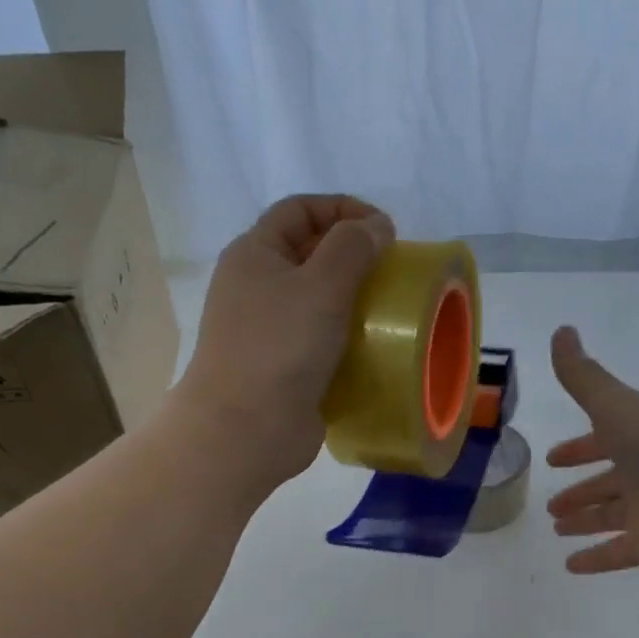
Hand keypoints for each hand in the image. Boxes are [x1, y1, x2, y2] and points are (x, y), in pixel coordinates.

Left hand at [177, 195, 394, 493]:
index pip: (300, 209)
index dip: (343, 208)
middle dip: (352, 254)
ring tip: (390, 309)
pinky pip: (321, 339)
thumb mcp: (321, 285)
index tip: (385, 230)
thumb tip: (377, 226)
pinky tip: (374, 347)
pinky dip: (347, 337)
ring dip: (354, 299)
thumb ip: (353, 247)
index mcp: (255, 254)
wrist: (246, 429)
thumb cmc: (280, 348)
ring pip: (317, 299)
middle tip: (393, 271)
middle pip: (309, 253)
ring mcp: (269, 330)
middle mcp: (257, 286)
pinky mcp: (285, 367)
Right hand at [545, 326, 638, 574]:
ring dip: (585, 521)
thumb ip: (583, 376)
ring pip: (611, 517)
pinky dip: (595, 559)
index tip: (553, 458)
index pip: (604, 438)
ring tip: (557, 528)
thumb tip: (560, 331)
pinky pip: (617, 553)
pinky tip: (570, 566)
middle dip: (581, 490)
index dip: (579, 447)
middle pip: (608, 481)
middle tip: (551, 504)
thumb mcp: (617, 404)